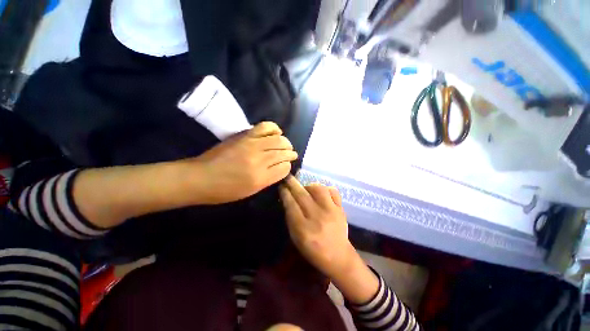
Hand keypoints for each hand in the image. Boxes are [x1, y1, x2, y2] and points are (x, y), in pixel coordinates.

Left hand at [191, 122, 296, 203]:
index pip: (284, 167)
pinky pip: (265, 127)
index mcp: (261, 178)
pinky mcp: (245, 135)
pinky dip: (274, 128)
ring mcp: (252, 145)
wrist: (201, 177)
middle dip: (290, 153)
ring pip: (278, 140)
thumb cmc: (225, 190)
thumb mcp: (251, 191)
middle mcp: (260, 160)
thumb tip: (281, 167)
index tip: (286, 165)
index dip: (287, 166)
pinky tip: (277, 132)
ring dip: (286, 142)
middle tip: (291, 154)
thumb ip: (269, 178)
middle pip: (284, 152)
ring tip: (286, 145)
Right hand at [279, 176, 355, 278]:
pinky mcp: (340, 209)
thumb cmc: (313, 250)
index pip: (291, 205)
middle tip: (287, 178)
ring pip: (318, 189)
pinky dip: (325, 189)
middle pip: (302, 195)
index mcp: (304, 229)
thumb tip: (287, 200)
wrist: (338, 256)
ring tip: (306, 188)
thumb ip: (291, 219)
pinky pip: (333, 191)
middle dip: (292, 184)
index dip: (285, 193)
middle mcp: (317, 217)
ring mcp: (331, 211)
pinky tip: (321, 193)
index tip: (281, 186)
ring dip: (309, 186)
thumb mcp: (296, 239)